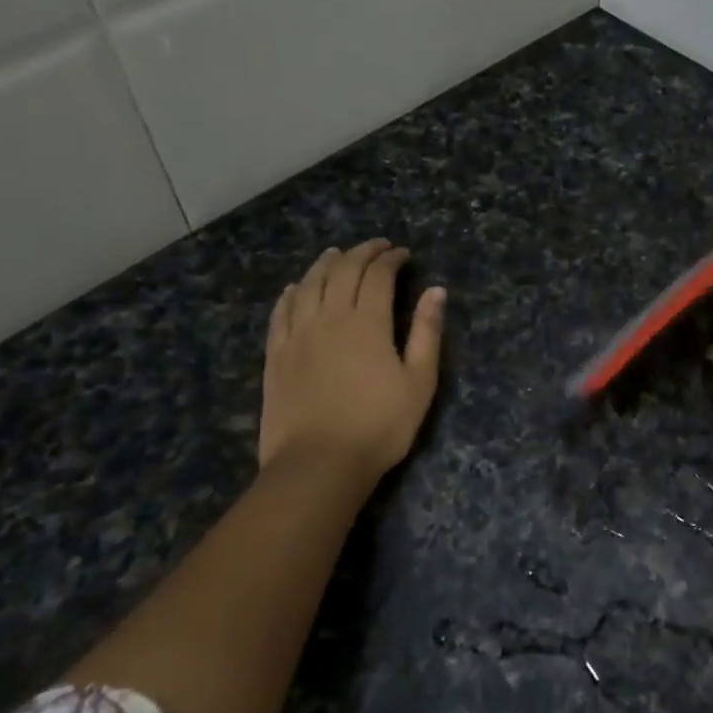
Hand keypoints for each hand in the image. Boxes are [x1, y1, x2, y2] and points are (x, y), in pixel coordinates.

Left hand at [259, 240, 444, 490]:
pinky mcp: (276, 356)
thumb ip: (426, 332)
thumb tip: (436, 291)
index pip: (378, 276)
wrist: (318, 465)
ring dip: (324, 264)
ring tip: (336, 254)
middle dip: (362, 253)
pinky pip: (280, 313)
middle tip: (376, 247)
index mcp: (367, 323)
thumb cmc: (379, 426)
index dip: (391, 259)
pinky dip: (290, 294)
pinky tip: (294, 288)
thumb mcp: (419, 382)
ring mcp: (297, 336)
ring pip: (308, 285)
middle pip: (342, 272)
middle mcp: (329, 319)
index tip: (403, 254)